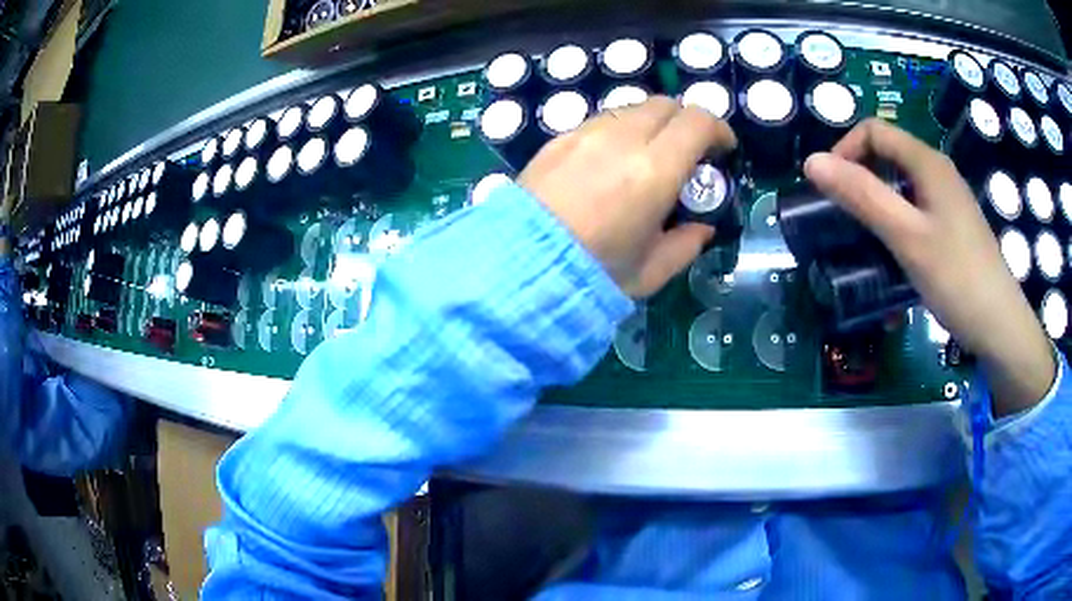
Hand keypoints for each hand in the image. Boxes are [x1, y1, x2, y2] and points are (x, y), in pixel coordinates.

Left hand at [518, 97, 735, 297]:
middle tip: (689, 153)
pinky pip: (600, 120)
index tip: (723, 149)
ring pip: (632, 108)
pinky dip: (619, 131)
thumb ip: (686, 245)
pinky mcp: (558, 138)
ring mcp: (585, 133)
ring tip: (649, 156)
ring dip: (652, 124)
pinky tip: (611, 161)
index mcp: (654, 169)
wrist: (518, 267)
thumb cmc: (592, 274)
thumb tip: (701, 228)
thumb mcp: (651, 271)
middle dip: (686, 122)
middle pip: (666, 104)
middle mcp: (621, 139)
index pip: (698, 121)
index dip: (719, 129)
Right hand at [804, 118, 1054, 415]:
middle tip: (845, 217)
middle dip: (860, 177)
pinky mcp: (953, 224)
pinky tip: (897, 250)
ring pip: (902, 182)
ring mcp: (948, 198)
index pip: (873, 131)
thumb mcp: (906, 236)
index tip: (830, 190)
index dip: (845, 150)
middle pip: (888, 153)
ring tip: (867, 237)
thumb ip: (862, 196)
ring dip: (878, 201)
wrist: (999, 325)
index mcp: (927, 161)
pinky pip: (916, 206)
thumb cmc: (956, 277)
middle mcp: (938, 171)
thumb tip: (811, 162)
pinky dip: (897, 219)